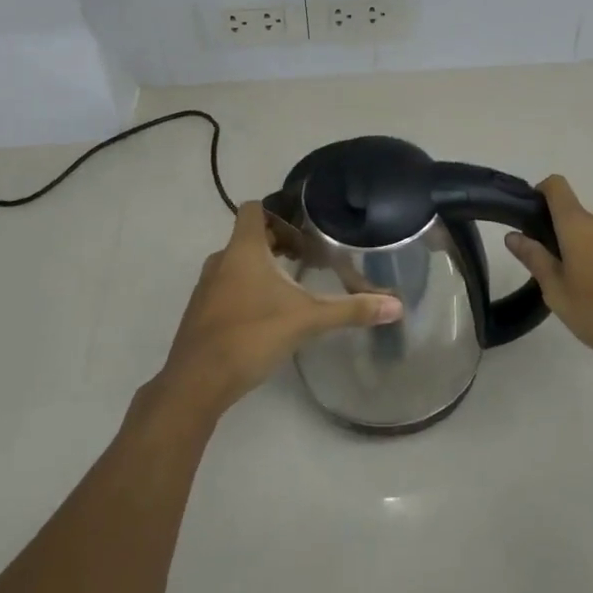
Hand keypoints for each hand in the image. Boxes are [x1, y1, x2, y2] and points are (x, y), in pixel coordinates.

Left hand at [155, 202, 402, 418]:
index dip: (277, 213)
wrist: (196, 383)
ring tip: (290, 288)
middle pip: (247, 237)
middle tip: (306, 260)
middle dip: (277, 243)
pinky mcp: (200, 314)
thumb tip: (396, 305)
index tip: (302, 232)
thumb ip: (350, 310)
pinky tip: (266, 317)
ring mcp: (206, 288)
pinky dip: (246, 291)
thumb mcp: (307, 320)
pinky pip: (226, 289)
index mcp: (243, 249)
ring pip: (236, 264)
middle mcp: (220, 261)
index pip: (253, 209)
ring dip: (261, 269)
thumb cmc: (251, 335)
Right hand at [505, 175, 592, 376]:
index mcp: (579, 225)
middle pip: (577, 216)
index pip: (557, 186)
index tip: (533, 216)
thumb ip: (534, 259)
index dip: (542, 192)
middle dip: (564, 236)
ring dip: (588, 250)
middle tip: (557, 271)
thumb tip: (513, 235)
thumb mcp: (556, 291)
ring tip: (586, 288)